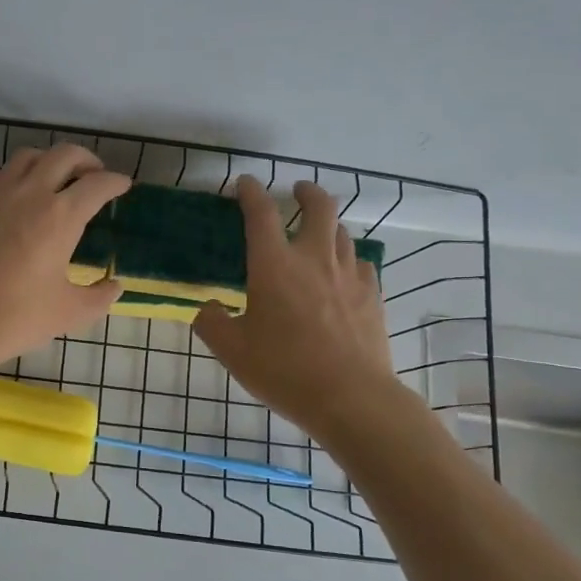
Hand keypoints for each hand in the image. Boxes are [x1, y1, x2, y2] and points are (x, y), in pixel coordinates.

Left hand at [0, 144, 129, 377]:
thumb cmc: (14, 317)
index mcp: (61, 216)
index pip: (97, 184)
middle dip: (86, 160)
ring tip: (56, 178)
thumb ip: (99, 297)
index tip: (123, 186)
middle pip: (64, 155)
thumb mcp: (68, 313)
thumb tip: (116, 287)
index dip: (115, 182)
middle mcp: (30, 194)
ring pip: (27, 157)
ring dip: (48, 161)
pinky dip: (8, 176)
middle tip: (94, 175)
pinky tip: (11, 192)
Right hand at [193, 176, 399, 434]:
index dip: (251, 192)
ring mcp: (348, 275)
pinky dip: (347, 257)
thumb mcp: (232, 351)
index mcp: (274, 266)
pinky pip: (360, 262)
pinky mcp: (372, 295)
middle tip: (297, 190)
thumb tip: (208, 308)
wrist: (351, 397)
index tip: (245, 183)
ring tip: (317, 231)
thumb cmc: (284, 370)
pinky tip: (342, 272)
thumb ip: (212, 324)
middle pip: (318, 207)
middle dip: (306, 192)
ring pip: (342, 232)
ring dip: (327, 224)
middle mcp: (314, 259)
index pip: (261, 213)